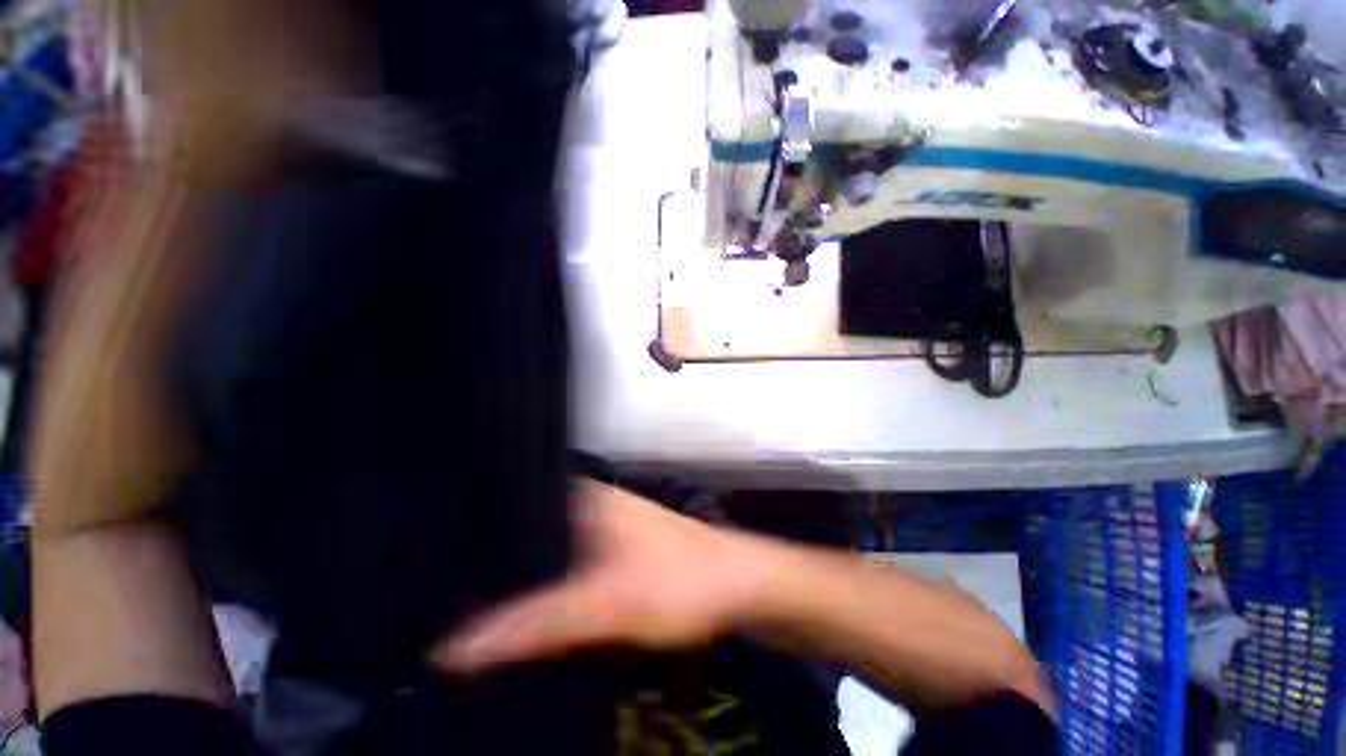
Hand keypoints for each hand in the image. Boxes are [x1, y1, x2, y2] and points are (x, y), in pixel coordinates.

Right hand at [432, 480, 770, 672]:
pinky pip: (564, 568)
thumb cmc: (680, 582)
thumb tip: (453, 648)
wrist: (737, 586)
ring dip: (517, 585)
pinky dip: (544, 590)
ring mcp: (601, 525)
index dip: (466, 545)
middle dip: (489, 571)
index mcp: (580, 497)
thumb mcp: (606, 604)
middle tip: (438, 607)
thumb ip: (534, 624)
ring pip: (543, 554)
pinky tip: (525, 615)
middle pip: (522, 535)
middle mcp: (587, 503)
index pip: (508, 510)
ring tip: (466, 614)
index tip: (427, 581)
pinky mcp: (612, 549)